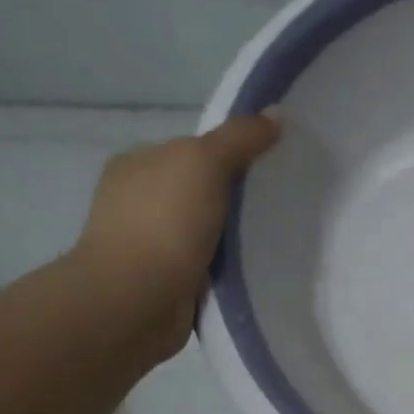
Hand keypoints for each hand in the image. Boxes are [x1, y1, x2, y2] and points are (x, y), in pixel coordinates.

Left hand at [70, 111, 282, 358]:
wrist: (136, 300)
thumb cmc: (165, 222)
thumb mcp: (205, 162)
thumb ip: (240, 138)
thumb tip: (276, 114)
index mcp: (136, 165)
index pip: (191, 151)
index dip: (229, 155)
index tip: (268, 169)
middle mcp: (135, 201)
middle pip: (199, 191)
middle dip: (233, 199)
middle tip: (278, 206)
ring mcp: (146, 244)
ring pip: (202, 231)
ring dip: (231, 237)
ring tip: (273, 240)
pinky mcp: (162, 282)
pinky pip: (204, 266)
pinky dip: (224, 268)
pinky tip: (251, 270)